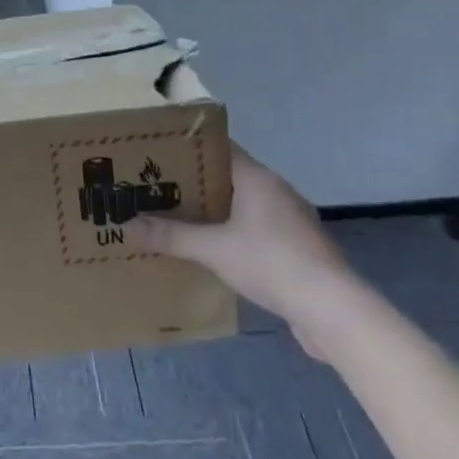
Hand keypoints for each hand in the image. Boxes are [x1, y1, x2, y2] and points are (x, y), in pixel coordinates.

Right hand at [128, 143, 355, 356]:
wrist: (333, 311)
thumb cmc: (271, 263)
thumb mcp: (213, 249)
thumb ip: (170, 236)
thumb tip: (126, 226)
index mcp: (257, 178)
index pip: (219, 148)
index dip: (187, 148)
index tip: (156, 153)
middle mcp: (275, 191)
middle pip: (227, 176)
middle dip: (193, 183)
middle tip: (155, 187)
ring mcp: (290, 220)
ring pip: (241, 205)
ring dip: (213, 211)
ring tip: (176, 217)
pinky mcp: (296, 248)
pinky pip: (255, 229)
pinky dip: (231, 233)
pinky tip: (211, 250)